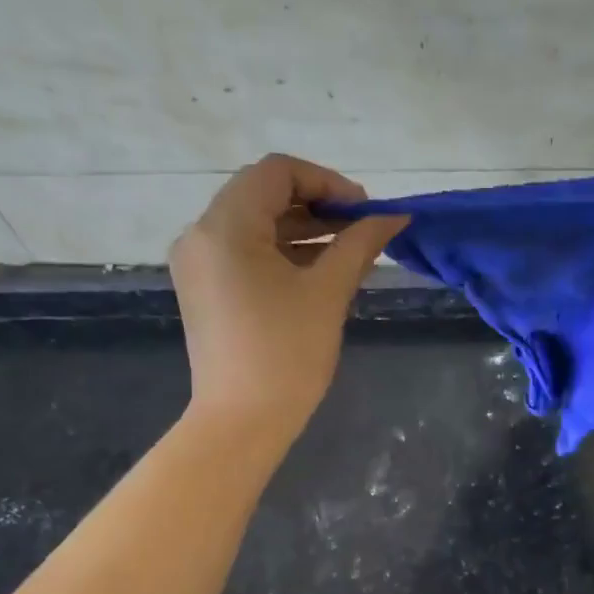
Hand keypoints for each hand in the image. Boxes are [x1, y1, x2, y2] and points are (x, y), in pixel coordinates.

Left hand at [170, 154, 406, 441]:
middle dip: (316, 204)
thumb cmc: (288, 354)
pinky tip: (318, 270)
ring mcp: (198, 263)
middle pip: (262, 193)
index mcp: (226, 227)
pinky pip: (245, 252)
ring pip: (254, 223)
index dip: (327, 181)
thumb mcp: (329, 292)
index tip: (364, 211)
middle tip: (361, 229)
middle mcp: (201, 234)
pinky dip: (282, 252)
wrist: (242, 421)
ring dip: (302, 228)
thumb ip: (361, 244)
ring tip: (348, 251)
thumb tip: (395, 217)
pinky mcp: (205, 288)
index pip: (277, 172)